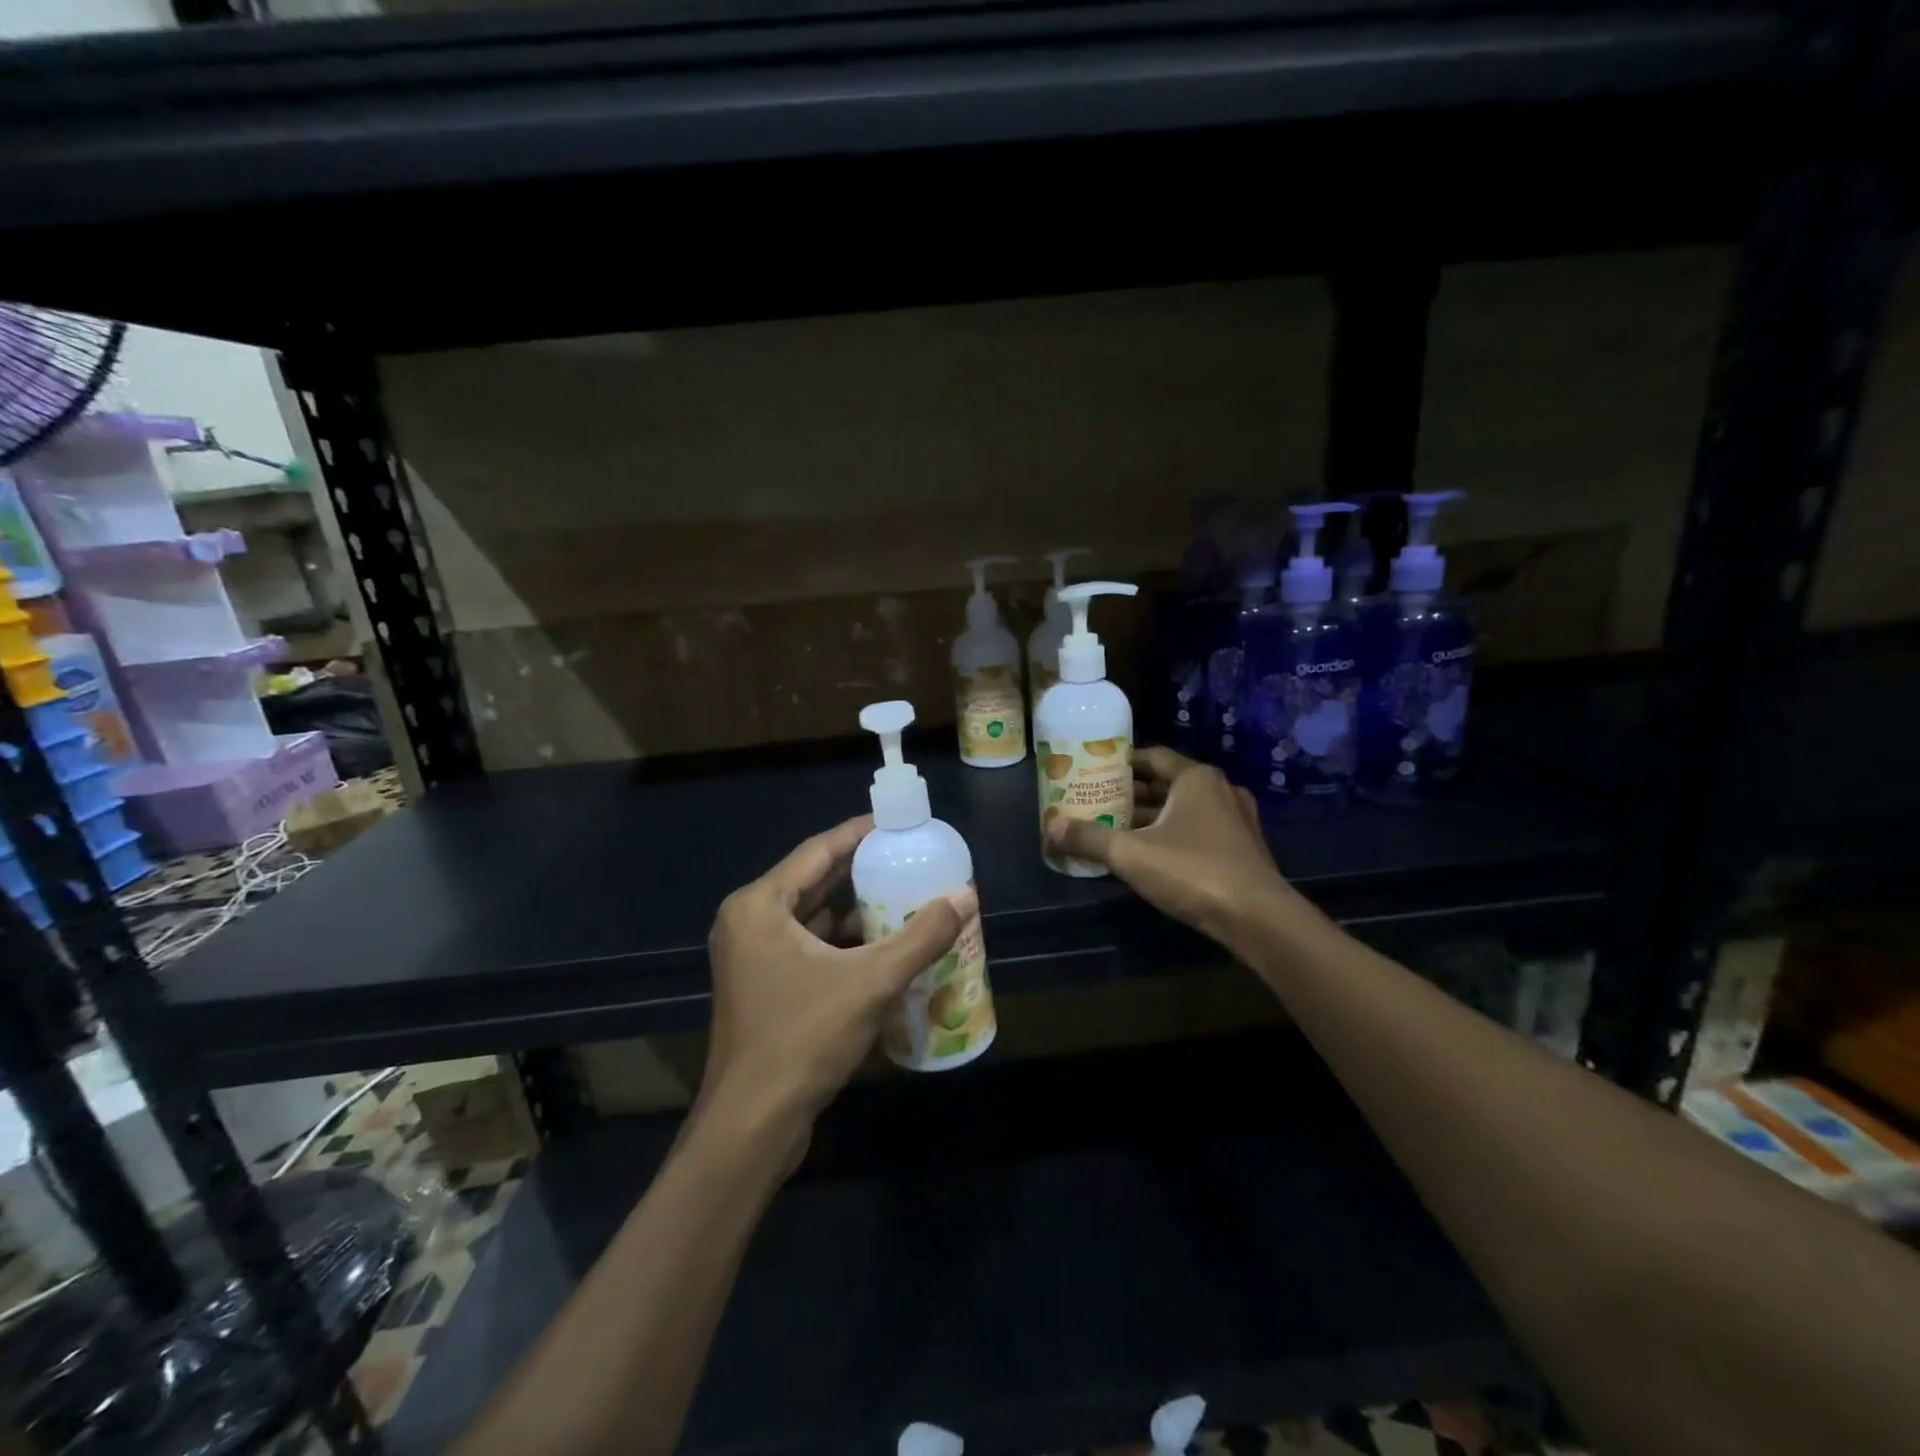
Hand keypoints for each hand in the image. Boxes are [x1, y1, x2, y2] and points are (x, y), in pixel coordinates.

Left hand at [703, 816, 971, 1132]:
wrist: (752, 1126)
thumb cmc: (803, 1039)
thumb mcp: (871, 982)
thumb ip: (922, 937)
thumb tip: (966, 896)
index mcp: (759, 905)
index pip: (818, 850)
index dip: (860, 833)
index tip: (898, 824)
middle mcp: (749, 922)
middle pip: (813, 880)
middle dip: (861, 870)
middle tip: (909, 858)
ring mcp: (751, 957)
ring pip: (811, 917)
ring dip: (854, 908)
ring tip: (904, 895)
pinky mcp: (762, 986)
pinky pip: (807, 946)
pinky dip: (842, 941)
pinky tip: (882, 944)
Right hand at [1044, 746, 1295, 943]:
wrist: (1258, 918)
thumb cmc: (1192, 871)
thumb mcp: (1130, 854)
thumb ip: (1088, 838)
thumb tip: (1049, 826)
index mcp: (1196, 778)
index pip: (1154, 757)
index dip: (1123, 763)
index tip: (1096, 770)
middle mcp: (1220, 790)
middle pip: (1168, 783)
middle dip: (1134, 793)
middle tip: (1100, 802)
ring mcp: (1237, 820)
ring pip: (1185, 809)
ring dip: (1154, 817)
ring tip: (1119, 829)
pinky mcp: (1244, 849)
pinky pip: (1201, 830)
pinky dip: (1175, 834)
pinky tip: (1152, 855)